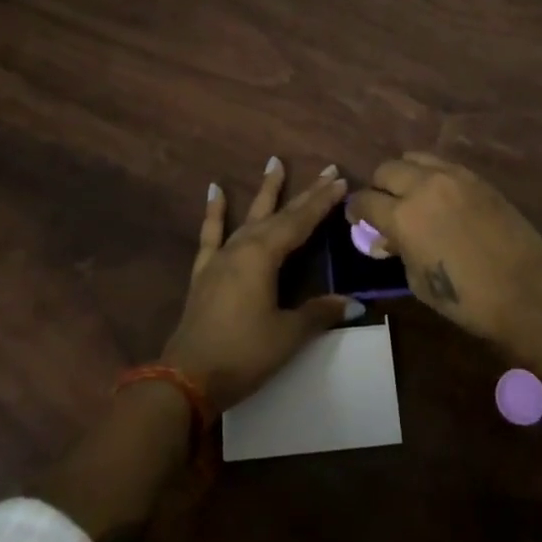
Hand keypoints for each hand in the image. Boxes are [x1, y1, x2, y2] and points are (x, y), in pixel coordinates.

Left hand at [162, 158, 362, 412]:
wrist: (187, 378)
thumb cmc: (243, 354)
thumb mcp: (288, 335)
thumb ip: (319, 312)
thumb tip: (354, 303)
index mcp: (264, 256)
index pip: (301, 222)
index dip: (322, 202)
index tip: (341, 180)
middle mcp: (243, 246)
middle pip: (280, 215)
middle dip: (305, 193)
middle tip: (327, 170)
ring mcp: (221, 257)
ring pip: (249, 217)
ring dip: (265, 192)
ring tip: (274, 162)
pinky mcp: (205, 271)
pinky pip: (211, 234)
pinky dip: (214, 211)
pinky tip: (214, 190)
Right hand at [346, 152, 541, 347]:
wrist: (527, 288)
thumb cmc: (468, 298)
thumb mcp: (418, 282)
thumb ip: (399, 251)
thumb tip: (389, 238)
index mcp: (402, 217)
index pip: (364, 201)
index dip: (355, 211)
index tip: (356, 219)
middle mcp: (422, 186)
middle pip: (385, 170)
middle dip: (378, 188)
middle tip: (383, 207)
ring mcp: (452, 176)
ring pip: (413, 158)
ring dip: (404, 175)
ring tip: (411, 194)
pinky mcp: (475, 177)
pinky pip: (441, 164)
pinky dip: (430, 174)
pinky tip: (437, 194)